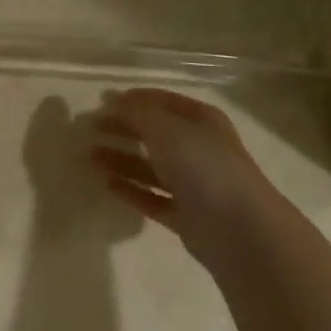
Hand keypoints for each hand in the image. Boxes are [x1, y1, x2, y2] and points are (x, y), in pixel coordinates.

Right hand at [90, 88, 274, 268]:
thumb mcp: (165, 127)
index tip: (100, 103)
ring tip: (90, 156)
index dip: (131, 100)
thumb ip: (135, 112)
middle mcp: (199, 148)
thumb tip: (112, 101)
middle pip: (154, 133)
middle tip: (90, 130)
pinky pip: (153, 197)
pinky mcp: (188, 216)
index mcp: (200, 120)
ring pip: (151, 167)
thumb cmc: (203, 166)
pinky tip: (107, 184)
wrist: (240, 231)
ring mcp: (195, 183)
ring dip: (121, 159)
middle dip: (123, 129)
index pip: (161, 101)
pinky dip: (132, 190)